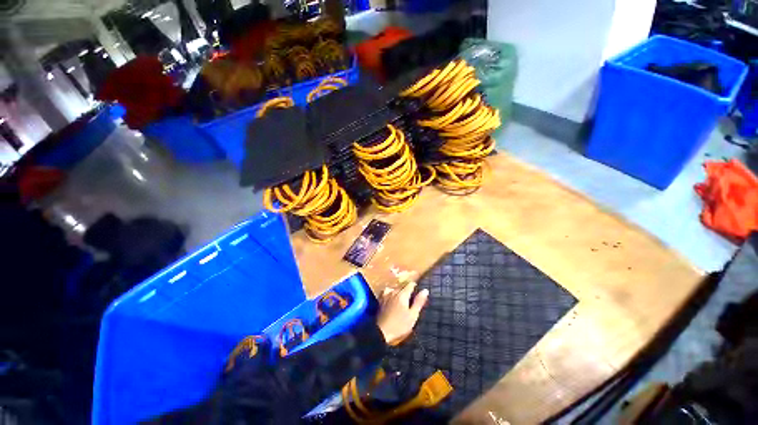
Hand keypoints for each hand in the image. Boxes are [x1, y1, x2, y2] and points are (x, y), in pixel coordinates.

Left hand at [376, 282, 428, 343]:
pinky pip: (386, 292)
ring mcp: (386, 295)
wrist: (381, 332)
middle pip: (402, 286)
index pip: (410, 285)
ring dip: (398, 291)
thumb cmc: (399, 325)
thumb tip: (425, 290)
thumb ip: (418, 302)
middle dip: (407, 290)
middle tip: (411, 299)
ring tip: (401, 299)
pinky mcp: (381, 300)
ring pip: (394, 288)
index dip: (415, 286)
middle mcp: (394, 292)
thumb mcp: (412, 315)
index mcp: (402, 295)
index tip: (418, 291)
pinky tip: (391, 299)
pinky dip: (390, 293)